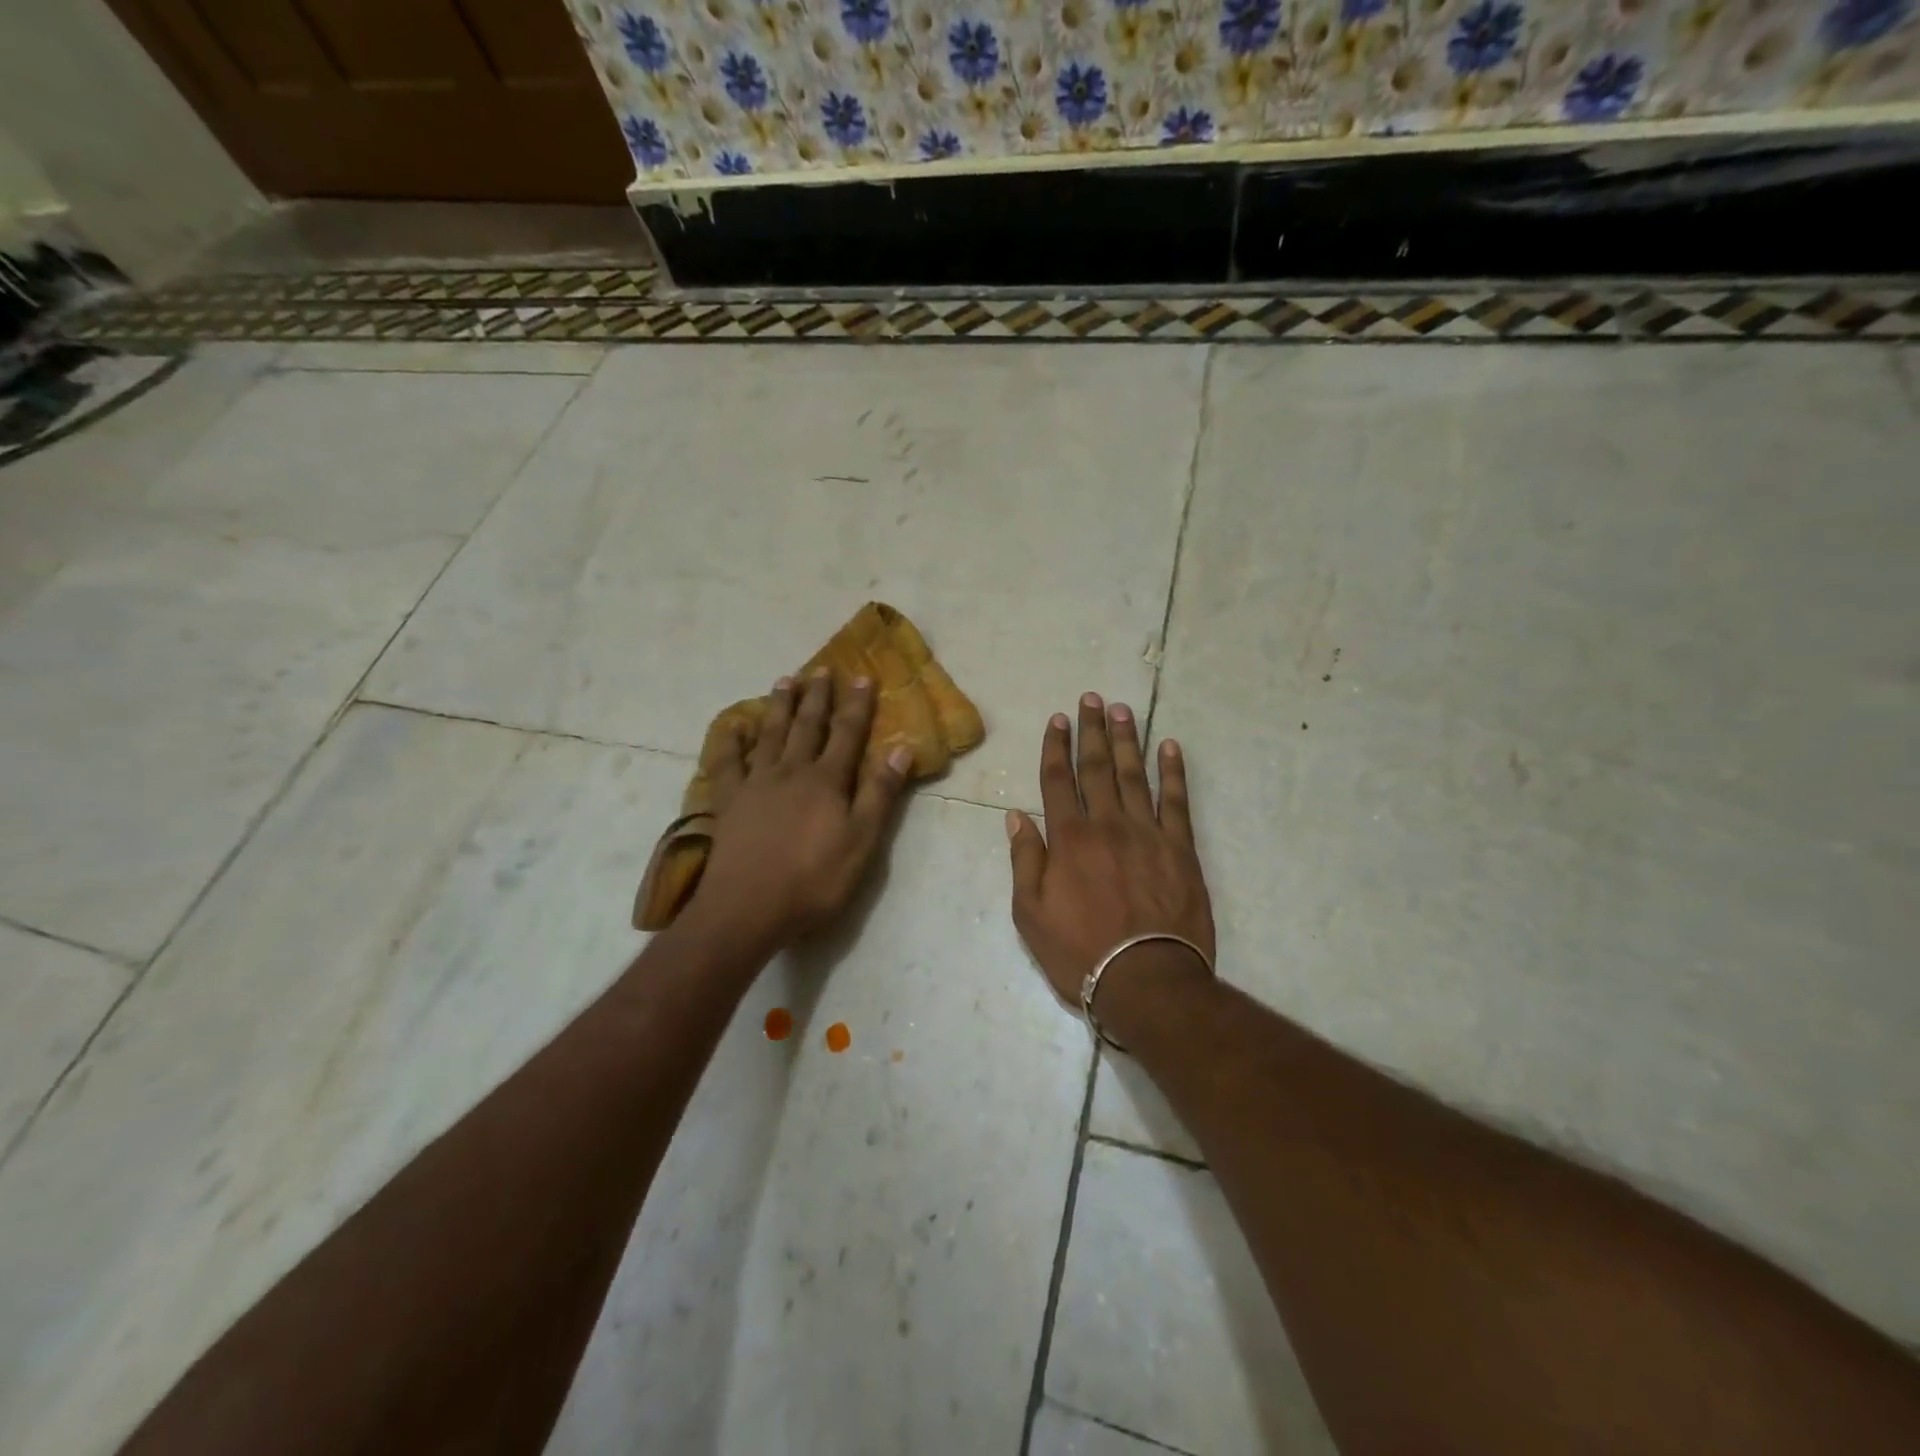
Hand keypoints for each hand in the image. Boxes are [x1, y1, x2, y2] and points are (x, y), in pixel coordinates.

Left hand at [686, 670, 910, 952]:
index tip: (863, 677)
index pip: (847, 733)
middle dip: (818, 696)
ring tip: (786, 680)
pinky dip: (730, 740)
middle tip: (822, 668)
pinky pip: (727, 761)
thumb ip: (880, 794)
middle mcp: (792, 771)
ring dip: (780, 706)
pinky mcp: (729, 801)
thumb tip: (901, 749)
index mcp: (827, 780)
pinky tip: (734, 725)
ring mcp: (756, 783)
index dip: (857, 705)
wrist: (749, 907)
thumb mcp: (862, 841)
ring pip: (770, 734)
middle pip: (808, 726)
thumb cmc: (814, 879)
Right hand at [1007, 693, 1215, 1011]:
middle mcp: (1107, 824)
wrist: (1147, 980)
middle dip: (1092, 731)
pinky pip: (1177, 801)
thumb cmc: (1080, 952)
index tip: (1058, 719)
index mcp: (1069, 838)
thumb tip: (1017, 816)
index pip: (1058, 780)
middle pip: (1097, 767)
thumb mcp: (1031, 913)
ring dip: (1128, 740)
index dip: (1056, 746)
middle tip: (1091, 699)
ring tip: (1123, 710)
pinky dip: (1174, 772)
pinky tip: (1170, 747)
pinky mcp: (1181, 849)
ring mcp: (1148, 833)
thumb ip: (1025, 859)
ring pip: (1135, 775)